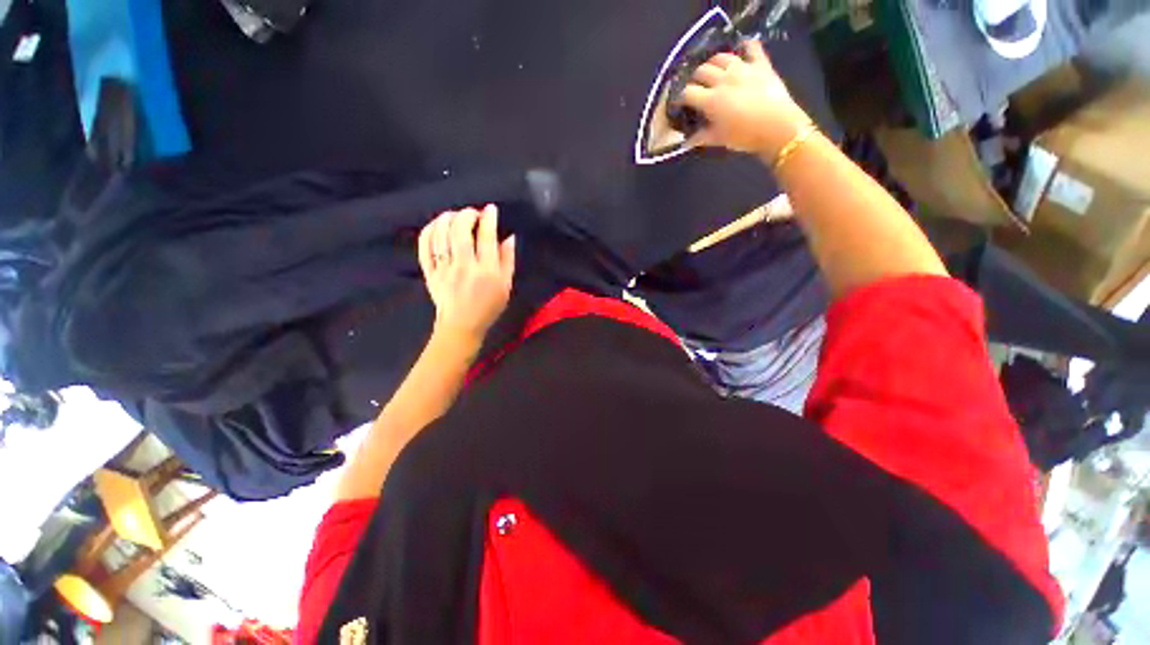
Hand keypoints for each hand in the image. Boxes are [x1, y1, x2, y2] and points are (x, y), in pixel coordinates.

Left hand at [418, 205, 515, 345]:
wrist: (462, 325)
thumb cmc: (488, 306)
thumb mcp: (506, 286)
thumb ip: (507, 260)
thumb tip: (509, 237)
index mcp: (486, 271)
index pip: (487, 237)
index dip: (489, 218)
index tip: (490, 209)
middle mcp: (464, 267)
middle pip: (460, 231)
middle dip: (467, 214)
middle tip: (473, 213)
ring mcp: (444, 269)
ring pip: (441, 235)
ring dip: (447, 218)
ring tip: (455, 215)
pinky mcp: (430, 272)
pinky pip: (424, 246)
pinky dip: (429, 231)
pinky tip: (437, 225)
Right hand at [681, 40, 811, 156]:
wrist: (778, 127)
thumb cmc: (745, 136)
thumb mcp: (720, 139)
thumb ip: (701, 137)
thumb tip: (686, 142)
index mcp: (711, 100)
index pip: (688, 92)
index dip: (681, 97)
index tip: (680, 103)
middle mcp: (724, 79)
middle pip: (702, 71)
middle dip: (695, 78)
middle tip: (696, 87)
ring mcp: (743, 68)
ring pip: (722, 57)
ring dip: (714, 62)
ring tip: (713, 70)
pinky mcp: (761, 64)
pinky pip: (752, 47)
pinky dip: (745, 46)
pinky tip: (741, 49)